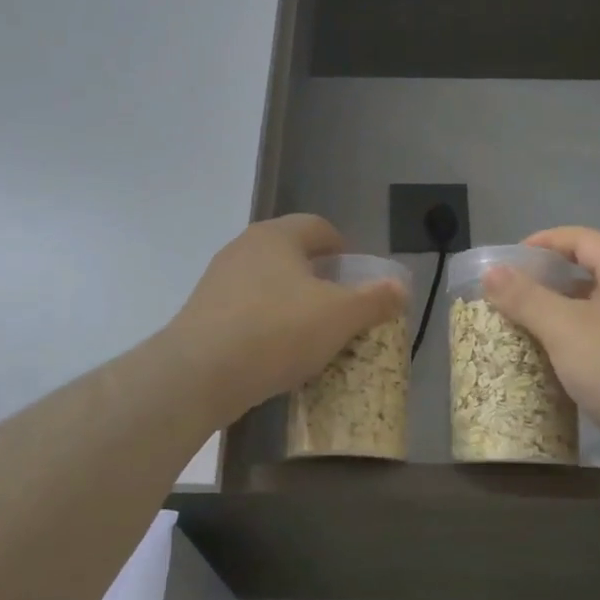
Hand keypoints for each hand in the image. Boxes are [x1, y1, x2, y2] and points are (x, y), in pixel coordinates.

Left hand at [169, 215, 407, 422]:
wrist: (199, 373)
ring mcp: (217, 281)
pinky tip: (276, 353)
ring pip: (266, 284)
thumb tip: (400, 287)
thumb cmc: (277, 331)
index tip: (356, 274)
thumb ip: (374, 300)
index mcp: (277, 236)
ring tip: (310, 334)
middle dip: (317, 276)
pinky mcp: (201, 314)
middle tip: (339, 305)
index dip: (342, 247)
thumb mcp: (340, 316)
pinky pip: (245, 311)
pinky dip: (266, 324)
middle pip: (290, 254)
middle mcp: (243, 248)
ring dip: (290, 302)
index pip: (317, 226)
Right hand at [483, 227, 599, 477]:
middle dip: (546, 287)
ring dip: (558, 325)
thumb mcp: (565, 327)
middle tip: (507, 301)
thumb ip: (525, 297)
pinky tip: (550, 372)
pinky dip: (573, 356)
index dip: (545, 242)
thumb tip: (491, 272)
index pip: (583, 240)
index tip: (510, 259)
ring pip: (594, 320)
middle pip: (588, 279)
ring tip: (519, 336)